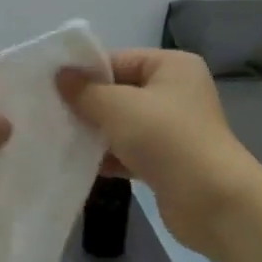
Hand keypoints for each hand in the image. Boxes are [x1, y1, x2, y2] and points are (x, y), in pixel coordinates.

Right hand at [57, 49, 261, 253]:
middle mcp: (175, 92)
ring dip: (95, 133)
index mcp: (171, 66)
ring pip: (122, 124)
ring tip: (58, 139)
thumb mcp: (118, 107)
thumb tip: (60, 76)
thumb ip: (85, 91)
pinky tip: (78, 164)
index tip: (50, 88)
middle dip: (87, 105)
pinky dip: (108, 157)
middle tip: (49, 114)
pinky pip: (129, 151)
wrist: (212, 201)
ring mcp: (173, 129)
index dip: (85, 73)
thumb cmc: (166, 140)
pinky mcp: (167, 162)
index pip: (118, 60)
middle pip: (119, 92)